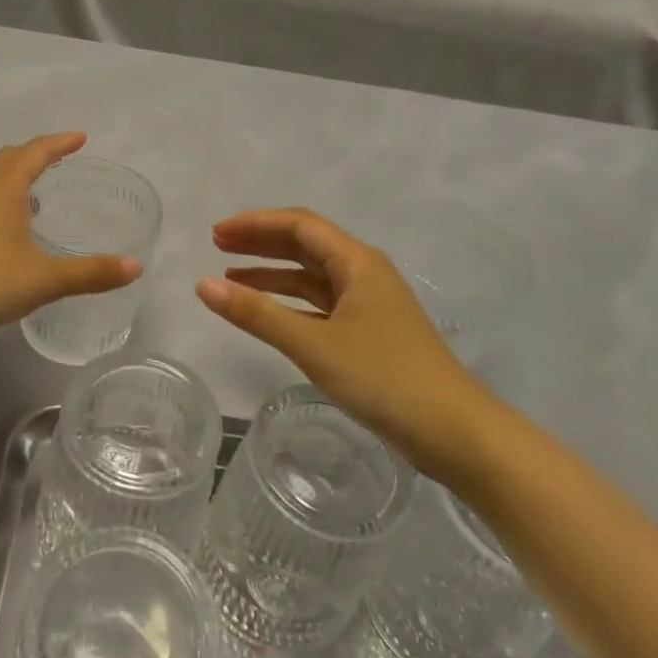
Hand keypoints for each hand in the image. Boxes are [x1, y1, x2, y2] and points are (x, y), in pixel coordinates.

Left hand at [0, 133, 141, 329]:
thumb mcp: (46, 278)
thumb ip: (92, 273)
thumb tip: (136, 267)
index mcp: (5, 187)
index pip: (36, 152)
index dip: (59, 143)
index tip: (80, 138)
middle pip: (9, 158)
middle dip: (35, 154)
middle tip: (57, 159)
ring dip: (13, 176)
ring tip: (35, 193)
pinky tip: (6, 227)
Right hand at [196, 208, 494, 477]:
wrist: (455, 433)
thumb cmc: (385, 377)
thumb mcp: (314, 344)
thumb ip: (256, 314)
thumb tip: (202, 285)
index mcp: (358, 262)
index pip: (299, 226)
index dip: (256, 224)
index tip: (216, 233)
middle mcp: (364, 274)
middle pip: (305, 245)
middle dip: (261, 243)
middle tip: (217, 246)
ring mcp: (368, 305)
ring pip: (311, 277)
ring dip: (272, 275)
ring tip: (230, 279)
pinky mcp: (369, 334)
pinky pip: (320, 305)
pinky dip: (289, 304)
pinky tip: (266, 314)